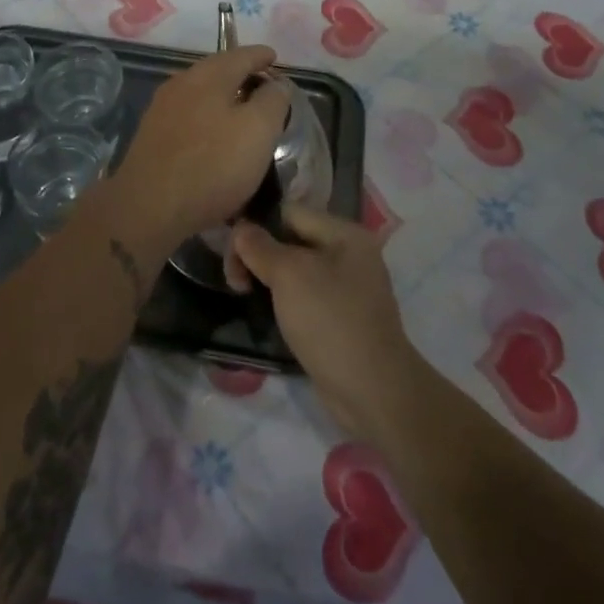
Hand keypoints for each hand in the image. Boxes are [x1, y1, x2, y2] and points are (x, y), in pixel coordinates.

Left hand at [107, 44, 289, 245]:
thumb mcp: (258, 131)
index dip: (261, 56)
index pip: (241, 55)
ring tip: (241, 110)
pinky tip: (213, 133)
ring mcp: (162, 108)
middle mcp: (182, 82)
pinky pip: (188, 113)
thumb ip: (273, 101)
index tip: (274, 58)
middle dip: (241, 73)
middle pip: (218, 69)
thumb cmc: (212, 165)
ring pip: (200, 91)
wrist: (148, 206)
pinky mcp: (152, 134)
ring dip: (223, 95)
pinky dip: (207, 115)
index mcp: (209, 75)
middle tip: (262, 85)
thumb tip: (277, 84)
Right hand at [227, 204, 425, 442]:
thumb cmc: (330, 320)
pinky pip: (306, 295)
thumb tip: (241, 229)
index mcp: (345, 232)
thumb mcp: (289, 275)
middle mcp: (350, 253)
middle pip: (292, 239)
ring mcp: (348, 287)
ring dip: (269, 279)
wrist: (372, 391)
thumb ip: (260, 246)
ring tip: (245, 294)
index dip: (256, 227)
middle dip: (260, 255)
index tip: (231, 254)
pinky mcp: (342, 317)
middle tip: (235, 281)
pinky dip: (285, 300)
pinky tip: (267, 312)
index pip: (289, 212)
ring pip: (297, 270)